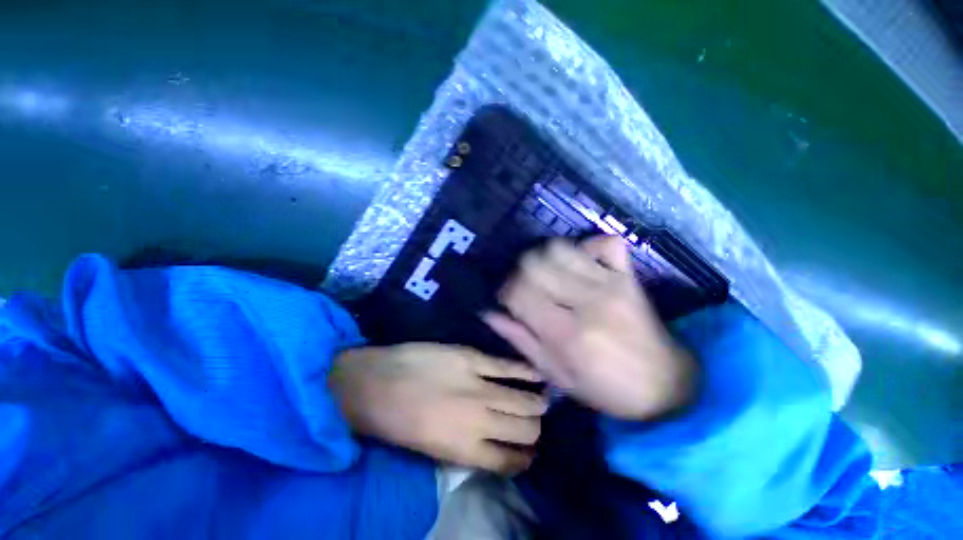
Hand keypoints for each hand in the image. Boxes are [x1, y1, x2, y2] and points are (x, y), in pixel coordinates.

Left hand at [329, 343, 546, 474]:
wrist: (376, 383)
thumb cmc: (398, 422)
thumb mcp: (430, 450)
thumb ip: (466, 450)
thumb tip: (494, 446)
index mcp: (465, 449)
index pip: (510, 460)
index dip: (525, 458)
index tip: (530, 452)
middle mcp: (479, 420)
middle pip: (524, 429)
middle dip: (534, 429)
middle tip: (535, 422)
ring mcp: (478, 386)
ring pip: (522, 399)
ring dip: (536, 403)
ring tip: (542, 400)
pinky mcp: (472, 359)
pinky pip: (507, 367)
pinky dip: (525, 371)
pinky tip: (537, 373)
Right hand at [484, 236, 695, 420]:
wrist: (666, 385)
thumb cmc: (606, 389)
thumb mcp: (557, 375)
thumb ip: (522, 341)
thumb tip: (490, 314)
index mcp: (566, 334)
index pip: (519, 293)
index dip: (506, 293)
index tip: (508, 301)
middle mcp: (586, 302)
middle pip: (534, 264)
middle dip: (520, 273)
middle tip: (526, 288)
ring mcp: (610, 284)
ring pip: (561, 248)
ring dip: (545, 258)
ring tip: (548, 275)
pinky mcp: (629, 276)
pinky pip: (605, 243)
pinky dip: (586, 247)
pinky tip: (580, 263)